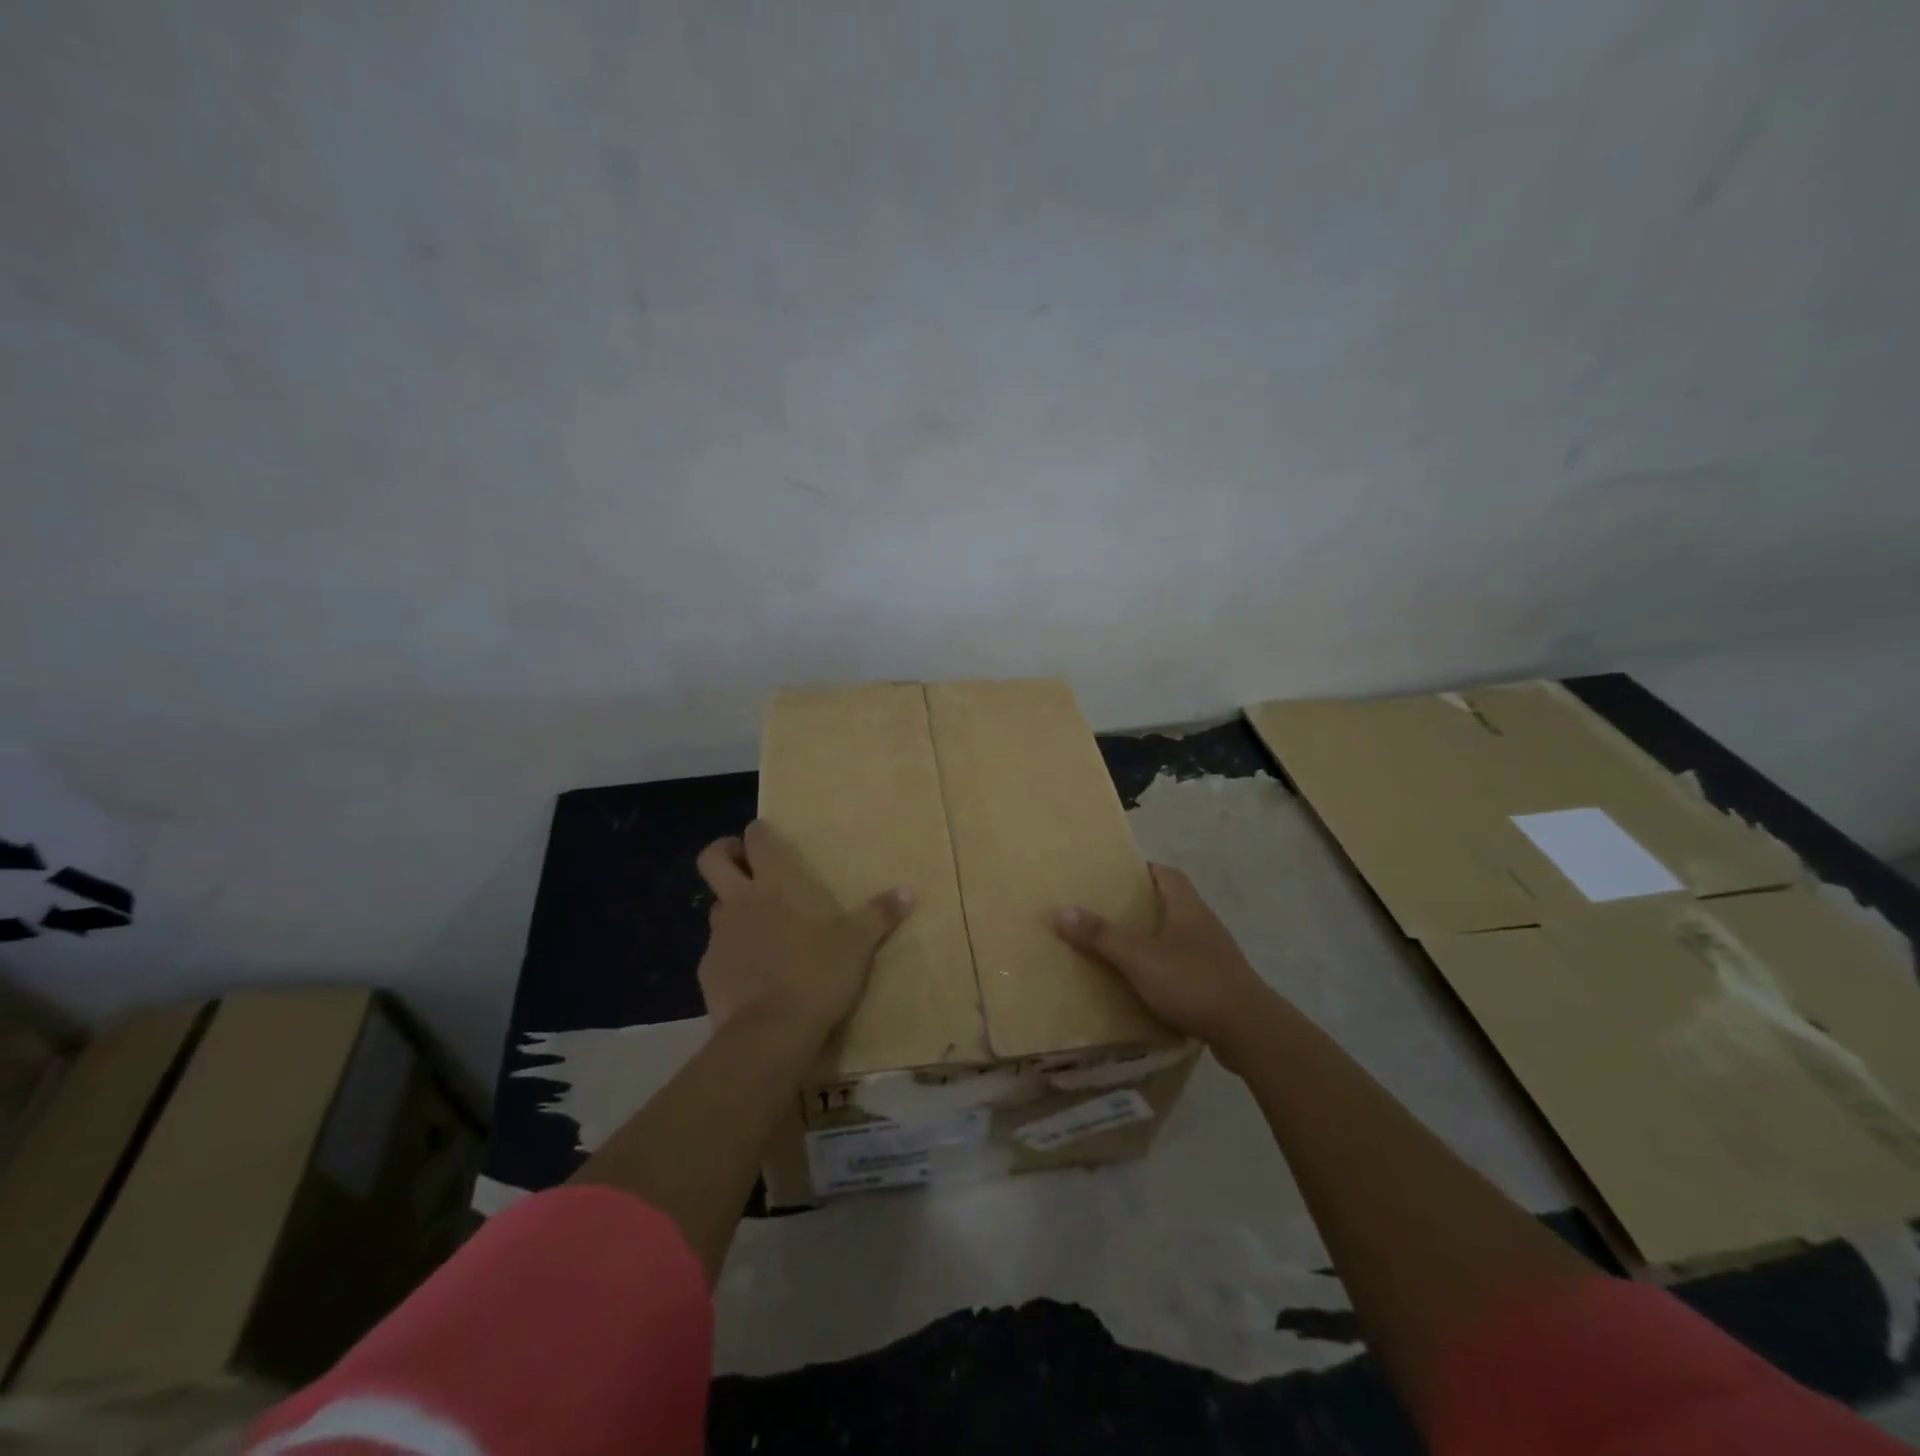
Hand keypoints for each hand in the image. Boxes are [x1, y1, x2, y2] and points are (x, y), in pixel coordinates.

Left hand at [694, 820, 913, 1048]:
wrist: (770, 1034)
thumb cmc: (817, 975)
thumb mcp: (858, 945)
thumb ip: (880, 914)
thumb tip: (908, 891)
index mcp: (776, 884)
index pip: (756, 838)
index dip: (759, 833)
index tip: (768, 837)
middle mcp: (741, 901)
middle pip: (712, 859)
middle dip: (724, 853)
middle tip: (744, 863)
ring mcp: (719, 936)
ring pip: (716, 906)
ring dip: (733, 908)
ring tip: (759, 926)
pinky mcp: (708, 970)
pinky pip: (717, 950)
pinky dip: (731, 952)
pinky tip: (753, 972)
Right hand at [1053, 863, 1274, 1050]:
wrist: (1250, 1031)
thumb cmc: (1193, 982)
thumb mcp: (1139, 958)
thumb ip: (1101, 935)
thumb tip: (1060, 910)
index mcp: (1187, 907)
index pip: (1166, 873)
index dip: (1142, 869)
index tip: (1115, 875)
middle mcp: (1203, 924)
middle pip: (1171, 903)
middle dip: (1141, 906)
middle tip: (1107, 912)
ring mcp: (1214, 956)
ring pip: (1178, 936)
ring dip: (1153, 939)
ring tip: (1120, 948)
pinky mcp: (1219, 984)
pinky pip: (1185, 966)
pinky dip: (1165, 969)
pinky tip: (1146, 985)